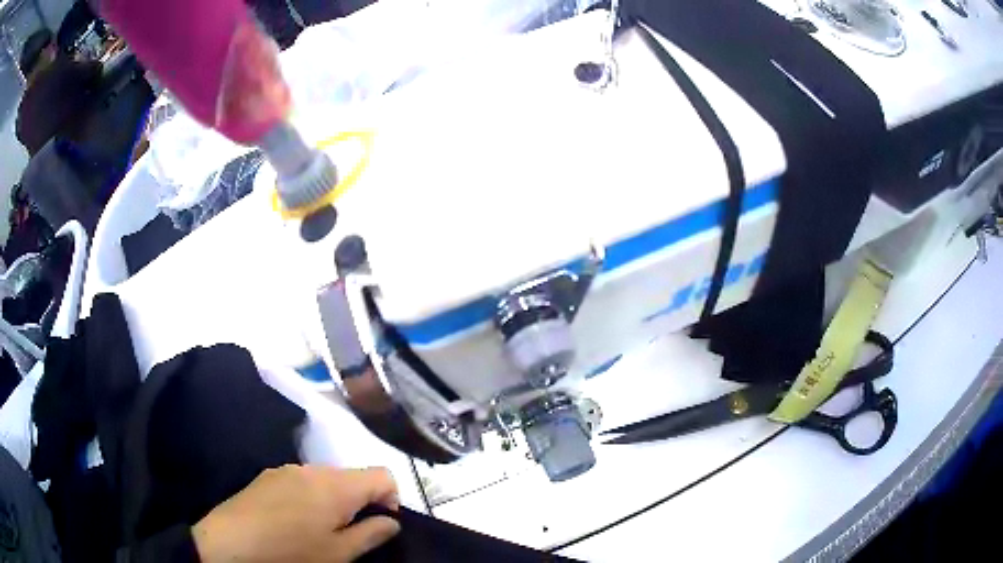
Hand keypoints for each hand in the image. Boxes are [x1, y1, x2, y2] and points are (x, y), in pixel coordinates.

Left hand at [193, 465, 400, 562]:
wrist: (230, 543)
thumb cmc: (292, 552)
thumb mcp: (338, 553)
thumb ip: (371, 534)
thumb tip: (391, 521)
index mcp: (336, 485)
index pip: (382, 474)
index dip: (392, 498)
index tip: (381, 524)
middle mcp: (313, 469)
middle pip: (353, 476)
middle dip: (361, 502)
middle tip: (349, 533)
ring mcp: (287, 469)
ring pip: (326, 479)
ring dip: (334, 500)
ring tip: (319, 529)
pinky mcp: (268, 475)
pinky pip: (301, 480)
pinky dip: (310, 496)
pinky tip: (293, 521)